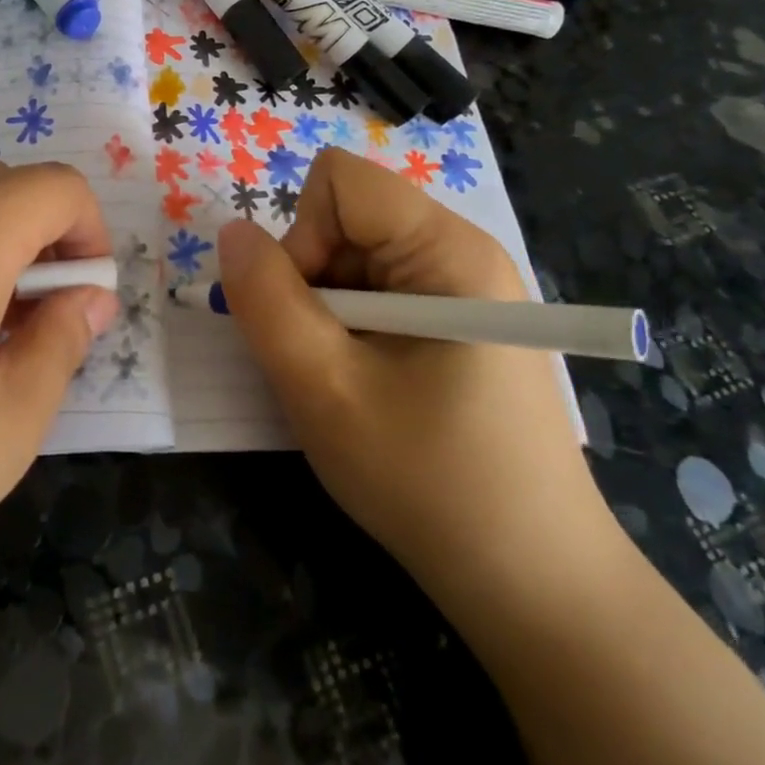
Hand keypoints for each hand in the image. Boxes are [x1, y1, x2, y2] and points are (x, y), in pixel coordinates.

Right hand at [214, 148, 618, 616]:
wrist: (532, 583)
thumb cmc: (428, 480)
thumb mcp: (323, 390)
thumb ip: (266, 301)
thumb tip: (232, 233)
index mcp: (447, 250)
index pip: (339, 180)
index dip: (304, 236)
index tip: (313, 313)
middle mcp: (462, 252)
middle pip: (346, 218)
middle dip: (313, 280)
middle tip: (325, 360)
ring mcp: (465, 289)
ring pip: (355, 259)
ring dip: (328, 312)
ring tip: (348, 383)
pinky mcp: (460, 322)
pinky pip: (379, 293)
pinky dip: (352, 330)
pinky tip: (370, 388)